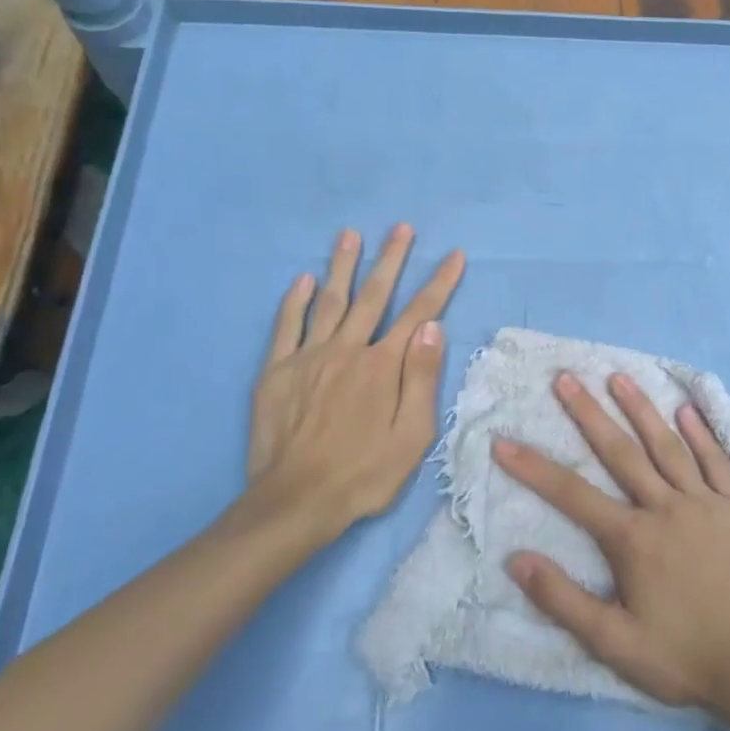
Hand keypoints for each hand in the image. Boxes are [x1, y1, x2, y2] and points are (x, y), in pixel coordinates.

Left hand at [235, 225, 465, 552]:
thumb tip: (433, 327)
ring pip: (329, 301)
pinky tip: (302, 279)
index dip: (439, 282)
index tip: (454, 255)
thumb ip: (422, 378)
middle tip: (401, 228)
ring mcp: (308, 358)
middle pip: (373, 296)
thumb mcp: (412, 435)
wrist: (296, 502)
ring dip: (342, 266)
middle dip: (390, 259)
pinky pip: (286, 327)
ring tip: (350, 235)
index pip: (419, 313)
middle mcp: (346, 350)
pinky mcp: (276, 372)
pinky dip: (294, 301)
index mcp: (382, 366)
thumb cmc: (364, 473)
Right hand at [495, 372, 729, 721]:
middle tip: (566, 378)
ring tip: (619, 376)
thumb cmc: (683, 656)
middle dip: (588, 413)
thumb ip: (563, 600)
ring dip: (641, 409)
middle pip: (620, 452)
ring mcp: (705, 503)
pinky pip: (717, 461)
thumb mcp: (614, 643)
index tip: (503, 440)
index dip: (533, 467)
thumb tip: (516, 560)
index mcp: (633, 538)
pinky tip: (687, 409)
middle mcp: (666, 507)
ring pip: (667, 446)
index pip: (572, 494)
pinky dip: (702, 434)